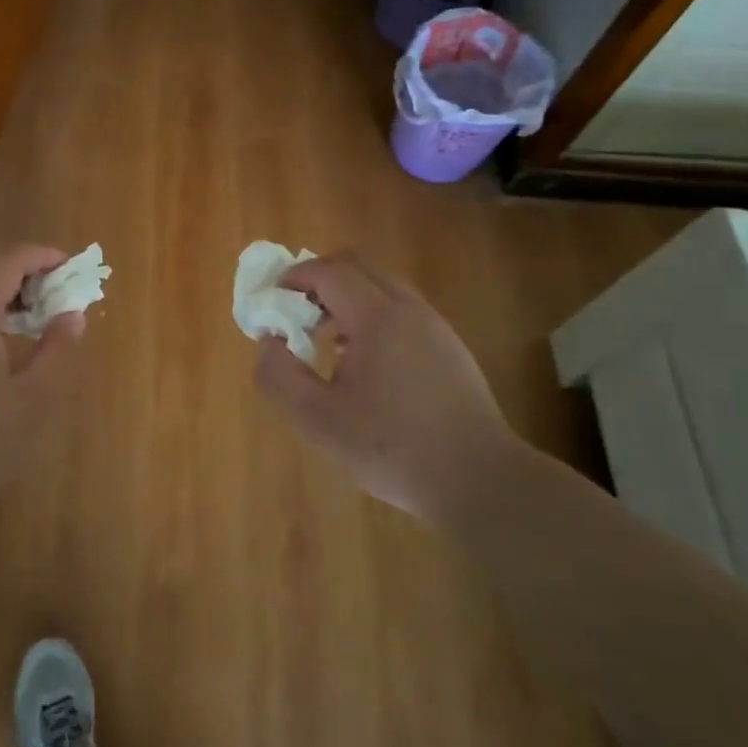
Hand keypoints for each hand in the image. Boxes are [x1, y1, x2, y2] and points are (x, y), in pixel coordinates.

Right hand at [254, 253, 514, 519]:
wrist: (480, 480)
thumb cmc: (391, 448)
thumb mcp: (317, 420)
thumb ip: (279, 376)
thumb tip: (268, 341)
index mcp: (377, 318)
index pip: (329, 271)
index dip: (294, 277)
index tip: (272, 300)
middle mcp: (408, 309)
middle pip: (358, 267)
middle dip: (320, 281)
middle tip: (297, 315)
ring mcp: (435, 326)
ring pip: (382, 287)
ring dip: (347, 298)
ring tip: (328, 340)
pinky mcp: (450, 347)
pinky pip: (402, 310)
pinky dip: (373, 315)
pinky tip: (365, 362)